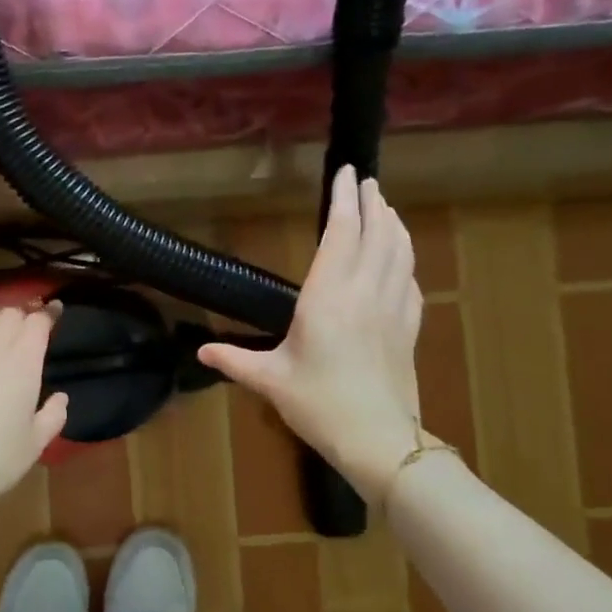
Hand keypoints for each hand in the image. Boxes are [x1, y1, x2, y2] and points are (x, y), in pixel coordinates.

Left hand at [0, 304, 69, 512]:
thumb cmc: (0, 458)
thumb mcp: (37, 441)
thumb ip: (54, 414)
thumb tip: (60, 398)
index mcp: (24, 362)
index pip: (38, 322)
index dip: (49, 313)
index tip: (56, 312)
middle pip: (11, 314)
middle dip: (24, 315)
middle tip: (31, 325)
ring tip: (5, 328)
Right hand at [198, 166, 424, 498]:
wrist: (378, 439)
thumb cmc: (319, 405)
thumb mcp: (270, 380)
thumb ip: (235, 360)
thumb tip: (200, 351)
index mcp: (327, 297)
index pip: (341, 233)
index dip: (344, 199)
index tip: (346, 172)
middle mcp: (364, 292)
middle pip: (376, 233)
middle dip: (371, 202)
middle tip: (366, 181)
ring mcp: (393, 308)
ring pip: (399, 252)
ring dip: (392, 224)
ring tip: (384, 206)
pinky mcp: (409, 327)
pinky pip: (411, 279)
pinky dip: (406, 258)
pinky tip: (401, 258)